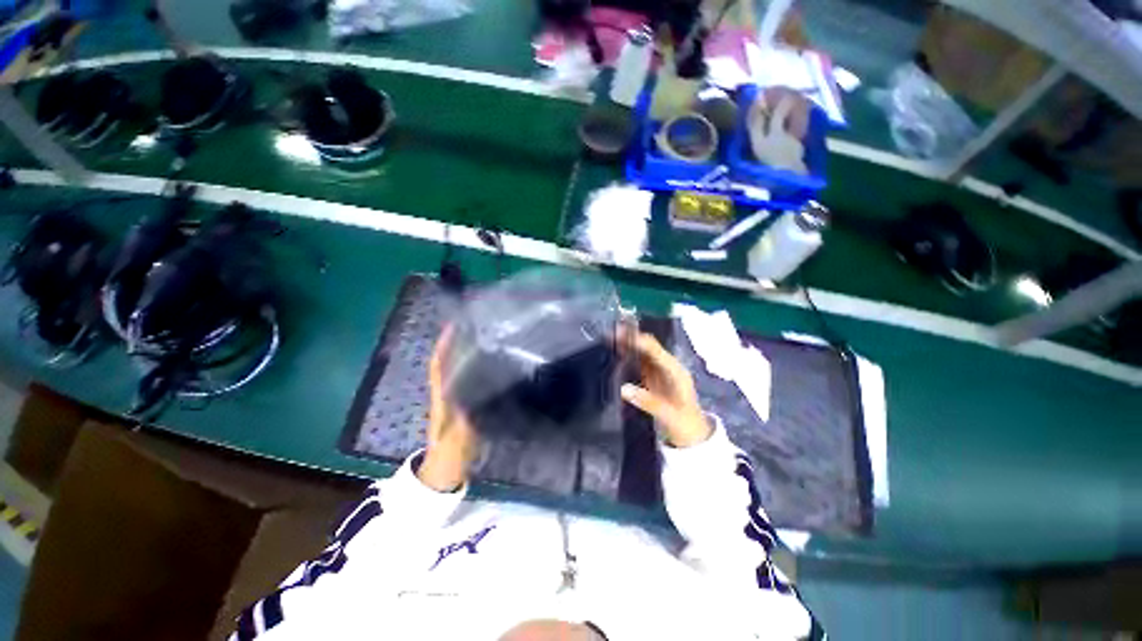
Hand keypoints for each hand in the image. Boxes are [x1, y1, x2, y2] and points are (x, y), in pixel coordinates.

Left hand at [418, 326, 479, 491]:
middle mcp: (448, 395)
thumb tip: (476, 396)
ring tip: (488, 341)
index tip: (452, 326)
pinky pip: (473, 384)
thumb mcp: (456, 440)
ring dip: (469, 356)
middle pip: (451, 364)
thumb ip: (465, 421)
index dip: (443, 346)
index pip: (439, 366)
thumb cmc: (448, 457)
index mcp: (442, 398)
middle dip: (459, 345)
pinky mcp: (467, 408)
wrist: (446, 474)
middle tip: (478, 328)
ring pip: (462, 372)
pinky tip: (494, 368)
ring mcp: (457, 401)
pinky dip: (480, 372)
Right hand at [619, 328, 712, 447]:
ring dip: (628, 344)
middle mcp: (667, 367)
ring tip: (609, 337)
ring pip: (643, 352)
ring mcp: (660, 372)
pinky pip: (640, 362)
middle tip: (611, 332)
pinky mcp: (653, 378)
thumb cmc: (684, 424)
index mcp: (675, 372)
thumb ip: (647, 402)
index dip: (639, 342)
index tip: (622, 336)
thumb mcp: (668, 416)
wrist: (693, 435)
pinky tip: (616, 351)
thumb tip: (623, 389)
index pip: (656, 351)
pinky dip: (628, 355)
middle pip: (648, 347)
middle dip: (631, 338)